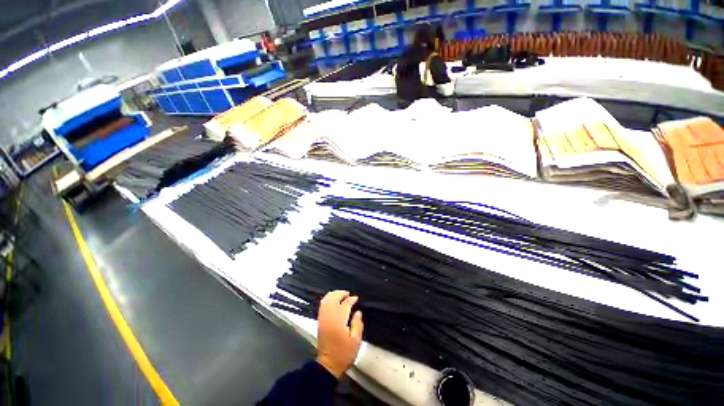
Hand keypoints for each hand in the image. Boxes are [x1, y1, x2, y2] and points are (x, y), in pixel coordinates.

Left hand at [316, 290, 363, 378]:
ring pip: (326, 300)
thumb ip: (357, 324)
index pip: (345, 304)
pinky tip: (333, 301)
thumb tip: (358, 312)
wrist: (328, 365)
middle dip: (341, 293)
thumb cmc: (343, 354)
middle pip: (333, 298)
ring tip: (341, 295)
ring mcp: (323, 318)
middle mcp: (329, 316)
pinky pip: (322, 305)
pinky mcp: (320, 321)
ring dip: (334, 295)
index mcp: (339, 320)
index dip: (351, 299)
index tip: (356, 298)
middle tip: (348, 294)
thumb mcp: (356, 341)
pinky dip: (328, 299)